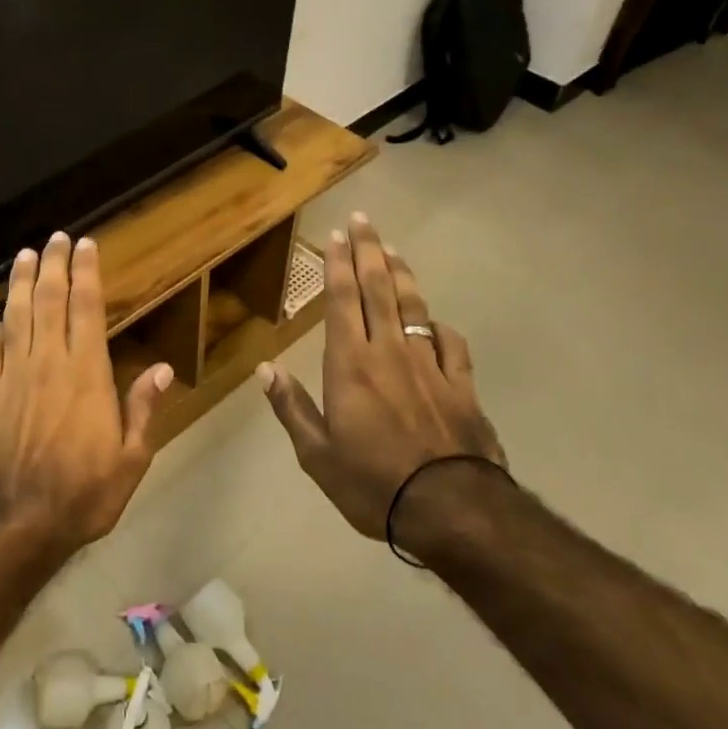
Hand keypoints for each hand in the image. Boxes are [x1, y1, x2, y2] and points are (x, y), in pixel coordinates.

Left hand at [0, 232, 173, 562]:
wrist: (14, 524)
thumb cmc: (82, 495)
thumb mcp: (130, 459)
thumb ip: (143, 409)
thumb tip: (165, 369)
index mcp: (86, 374)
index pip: (86, 309)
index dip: (86, 273)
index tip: (85, 245)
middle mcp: (47, 364)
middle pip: (48, 302)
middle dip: (53, 265)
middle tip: (54, 238)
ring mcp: (11, 377)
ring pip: (15, 317)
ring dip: (21, 283)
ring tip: (24, 256)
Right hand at [257, 213, 503, 540]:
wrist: (451, 508)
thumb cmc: (373, 484)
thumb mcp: (317, 455)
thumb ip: (291, 408)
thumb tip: (266, 369)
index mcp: (350, 366)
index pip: (343, 301)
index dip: (339, 265)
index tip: (338, 235)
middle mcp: (389, 353)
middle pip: (379, 290)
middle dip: (369, 251)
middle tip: (365, 220)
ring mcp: (429, 366)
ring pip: (414, 307)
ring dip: (402, 275)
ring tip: (393, 250)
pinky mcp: (461, 385)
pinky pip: (450, 344)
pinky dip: (438, 327)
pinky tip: (434, 321)